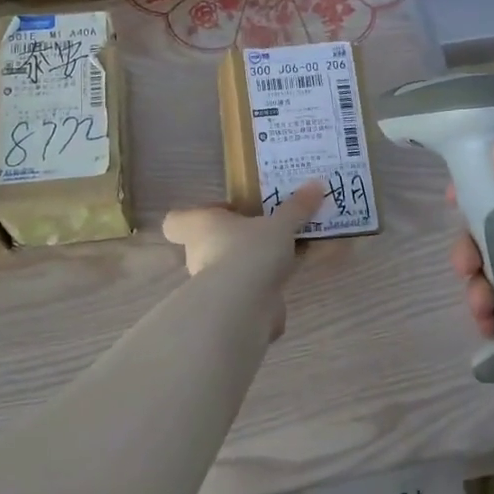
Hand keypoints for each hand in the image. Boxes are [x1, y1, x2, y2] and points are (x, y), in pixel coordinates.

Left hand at [163, 181, 326, 339]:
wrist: (244, 306)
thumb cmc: (250, 250)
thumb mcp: (280, 224)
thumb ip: (296, 207)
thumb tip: (317, 184)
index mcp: (201, 226)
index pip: (176, 221)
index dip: (197, 214)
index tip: (229, 211)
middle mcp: (199, 255)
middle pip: (207, 245)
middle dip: (235, 241)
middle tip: (266, 233)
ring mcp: (212, 286)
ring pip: (229, 270)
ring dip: (251, 267)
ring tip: (285, 258)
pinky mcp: (229, 309)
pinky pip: (245, 295)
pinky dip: (264, 294)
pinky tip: (289, 287)